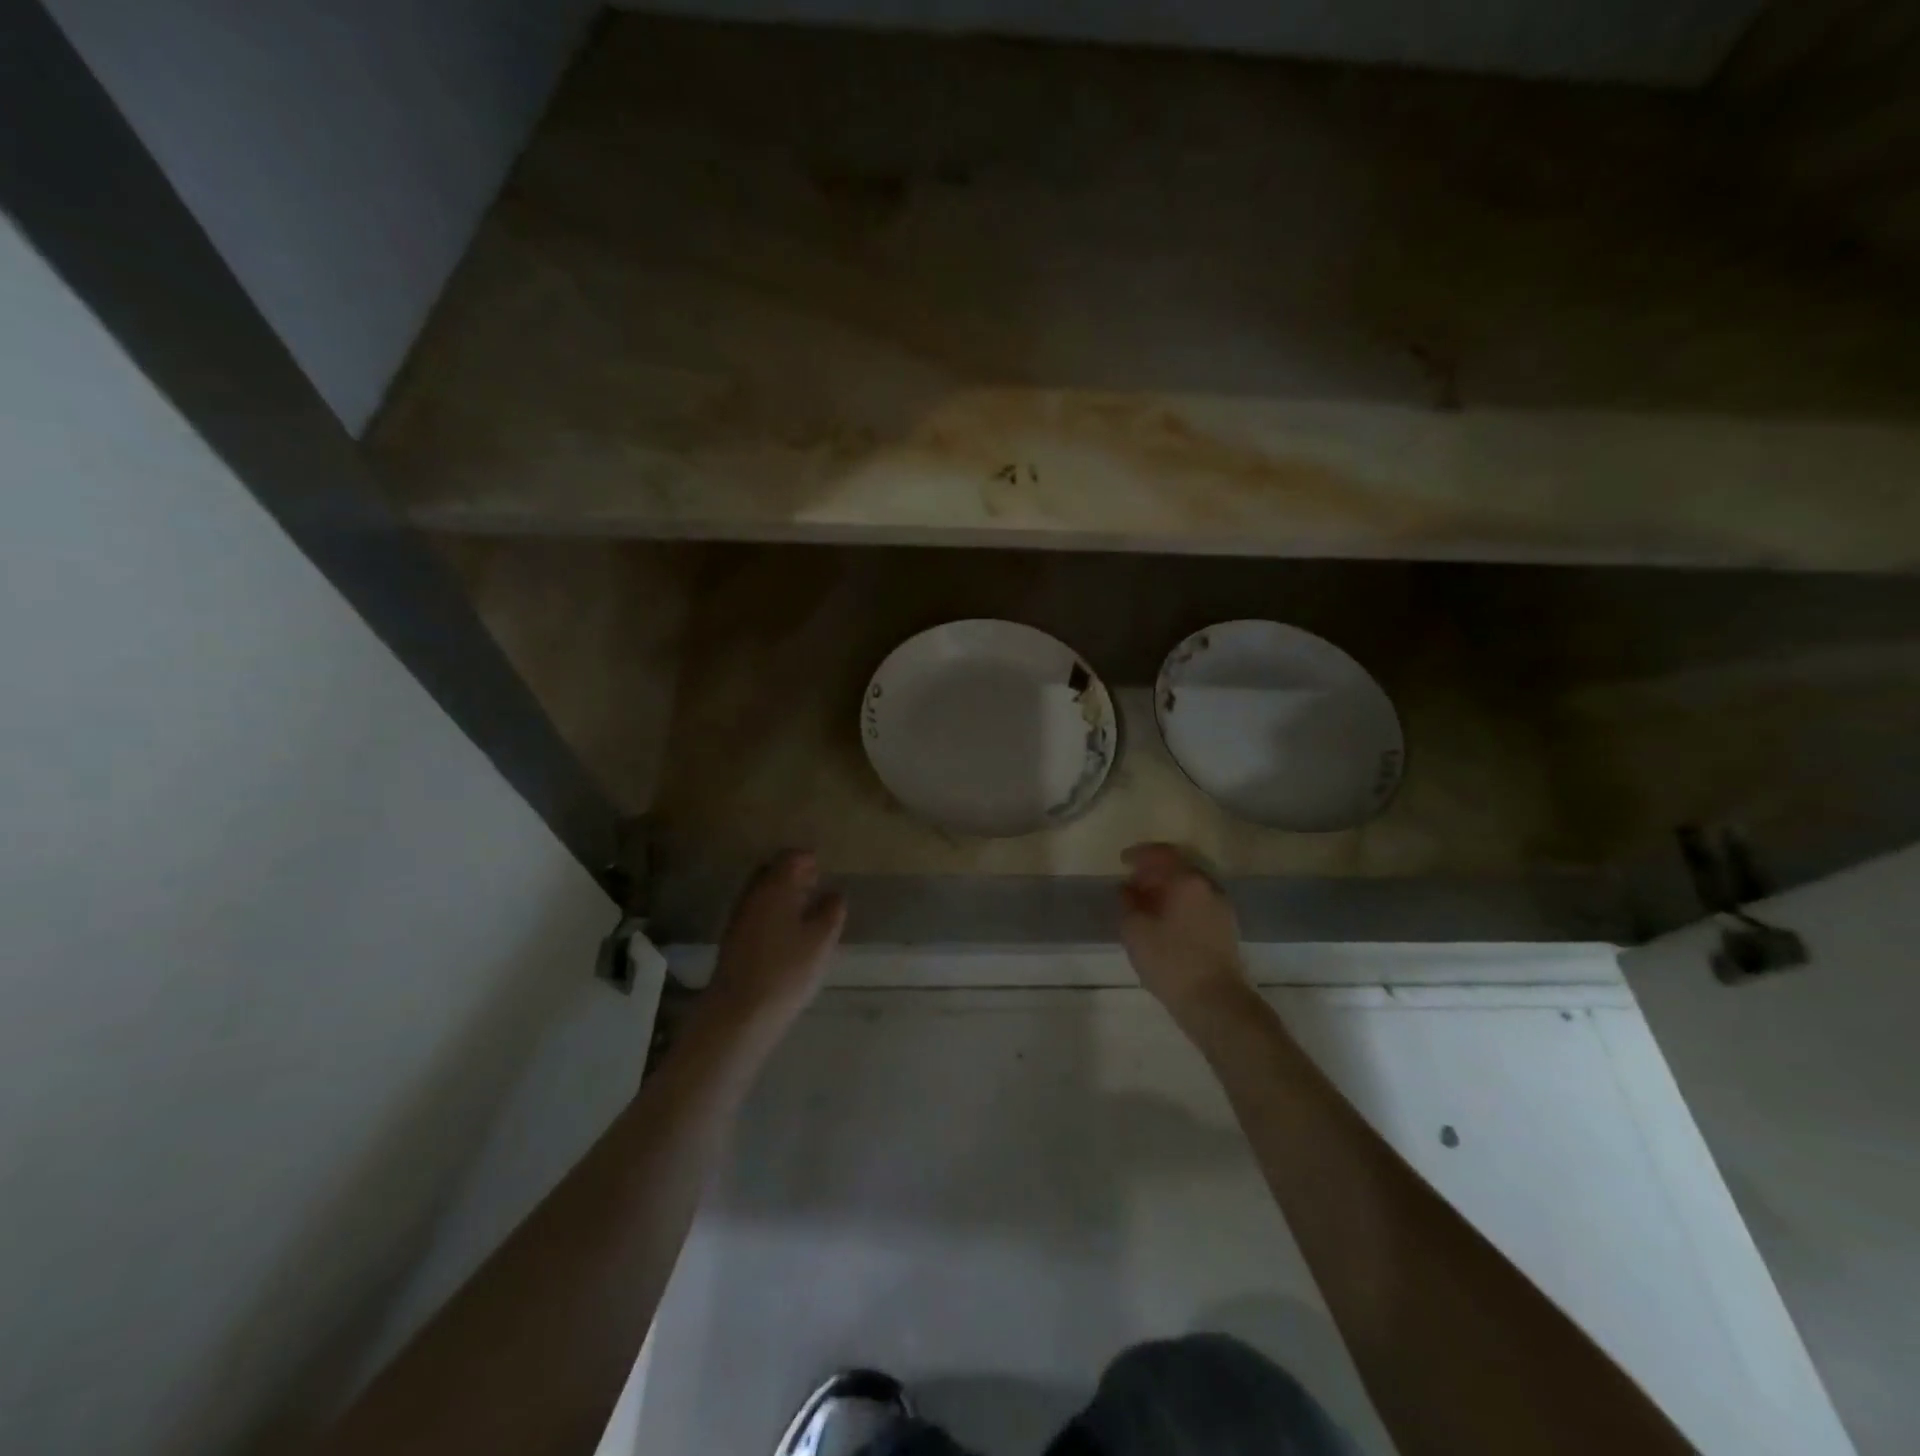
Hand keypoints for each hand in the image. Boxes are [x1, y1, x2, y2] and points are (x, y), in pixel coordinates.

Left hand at [699, 850, 845, 1043]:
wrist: (738, 1014)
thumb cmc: (786, 971)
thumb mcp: (821, 940)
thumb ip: (831, 911)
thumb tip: (834, 893)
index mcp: (775, 888)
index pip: (790, 857)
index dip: (808, 859)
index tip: (823, 868)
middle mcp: (753, 895)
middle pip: (772, 872)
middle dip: (793, 874)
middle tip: (815, 885)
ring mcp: (739, 918)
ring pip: (762, 893)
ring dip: (782, 895)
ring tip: (805, 910)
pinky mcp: (733, 940)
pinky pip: (756, 913)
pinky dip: (773, 913)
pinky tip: (787, 933)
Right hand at [1119, 843, 1249, 1021]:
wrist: (1216, 1002)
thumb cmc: (1171, 961)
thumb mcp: (1135, 931)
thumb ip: (1128, 903)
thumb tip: (1126, 889)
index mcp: (1187, 881)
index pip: (1162, 854)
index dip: (1139, 854)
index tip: (1122, 861)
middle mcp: (1208, 887)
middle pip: (1179, 868)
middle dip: (1154, 872)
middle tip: (1132, 883)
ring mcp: (1221, 907)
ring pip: (1190, 887)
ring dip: (1168, 889)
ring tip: (1146, 904)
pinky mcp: (1226, 928)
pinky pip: (1198, 903)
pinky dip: (1180, 903)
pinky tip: (1165, 921)